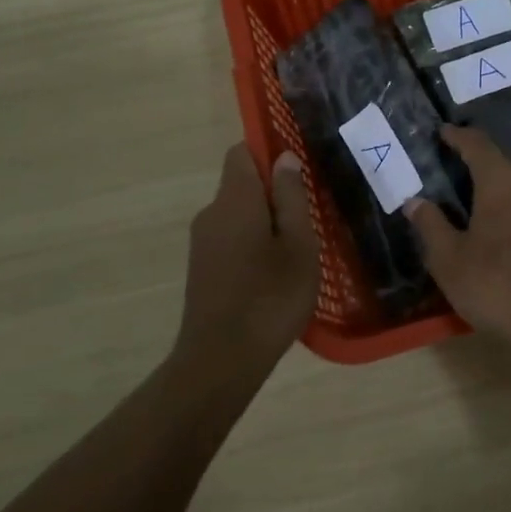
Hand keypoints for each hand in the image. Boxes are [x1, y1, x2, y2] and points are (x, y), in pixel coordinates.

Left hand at [175, 144, 319, 378]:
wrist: (221, 359)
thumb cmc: (270, 297)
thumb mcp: (298, 244)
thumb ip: (291, 197)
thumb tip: (284, 157)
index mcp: (235, 199)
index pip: (242, 152)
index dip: (269, 153)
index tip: (299, 173)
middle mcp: (211, 213)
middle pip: (242, 184)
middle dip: (274, 194)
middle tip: (309, 219)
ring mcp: (202, 242)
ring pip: (238, 214)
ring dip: (265, 223)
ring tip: (297, 252)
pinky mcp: (201, 268)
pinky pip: (230, 239)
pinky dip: (252, 244)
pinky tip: (274, 275)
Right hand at [404, 126, 510, 352]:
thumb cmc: (498, 287)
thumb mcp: (450, 260)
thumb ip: (431, 225)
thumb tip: (415, 201)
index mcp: (503, 180)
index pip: (477, 144)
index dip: (457, 137)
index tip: (444, 133)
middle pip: (506, 165)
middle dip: (484, 169)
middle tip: (463, 182)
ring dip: (510, 194)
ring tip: (492, 212)